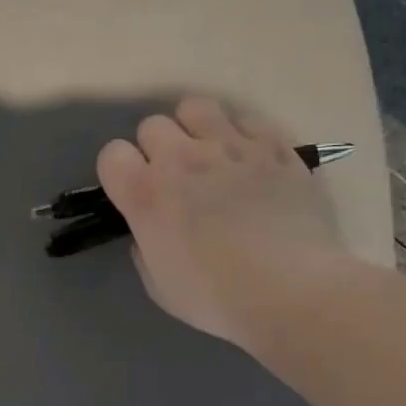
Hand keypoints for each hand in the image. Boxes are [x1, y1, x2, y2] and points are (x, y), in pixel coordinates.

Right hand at [97, 97, 345, 347]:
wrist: (292, 292)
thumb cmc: (217, 298)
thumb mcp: (160, 286)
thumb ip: (146, 249)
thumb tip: (152, 233)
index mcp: (147, 195)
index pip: (112, 154)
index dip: (120, 172)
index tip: (133, 192)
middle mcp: (182, 159)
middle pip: (152, 126)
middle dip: (156, 149)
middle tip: (175, 180)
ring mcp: (232, 147)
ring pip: (197, 107)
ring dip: (195, 129)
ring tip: (210, 156)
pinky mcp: (276, 147)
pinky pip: (248, 119)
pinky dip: (244, 136)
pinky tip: (252, 162)